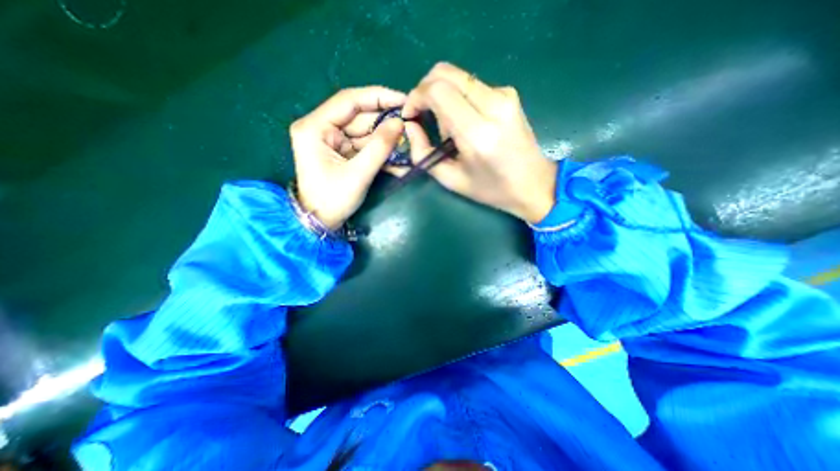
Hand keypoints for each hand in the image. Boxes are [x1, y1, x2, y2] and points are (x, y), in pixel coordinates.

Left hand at [290, 86, 404, 229]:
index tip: (403, 100)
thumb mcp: (358, 174)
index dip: (378, 97)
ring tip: (408, 143)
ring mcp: (332, 140)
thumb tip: (400, 123)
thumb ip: (379, 147)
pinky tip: (398, 157)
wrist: (320, 222)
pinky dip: (380, 151)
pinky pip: (364, 146)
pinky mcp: (341, 152)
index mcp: (315, 127)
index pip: (349, 101)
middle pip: (359, 117)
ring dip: (386, 139)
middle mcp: (321, 128)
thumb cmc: (333, 200)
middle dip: (385, 122)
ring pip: (364, 132)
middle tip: (411, 125)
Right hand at [402, 62, 555, 223]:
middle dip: (425, 90)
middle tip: (422, 115)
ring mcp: (504, 95)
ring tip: (448, 128)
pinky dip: (457, 98)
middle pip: (446, 73)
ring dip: (442, 96)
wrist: (533, 184)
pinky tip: (464, 123)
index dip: (416, 96)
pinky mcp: (509, 94)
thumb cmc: (491, 189)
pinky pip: (471, 85)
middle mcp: (493, 105)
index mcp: (478, 133)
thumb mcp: (451, 180)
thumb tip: (410, 126)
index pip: (438, 90)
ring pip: (457, 77)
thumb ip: (423, 153)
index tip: (410, 115)